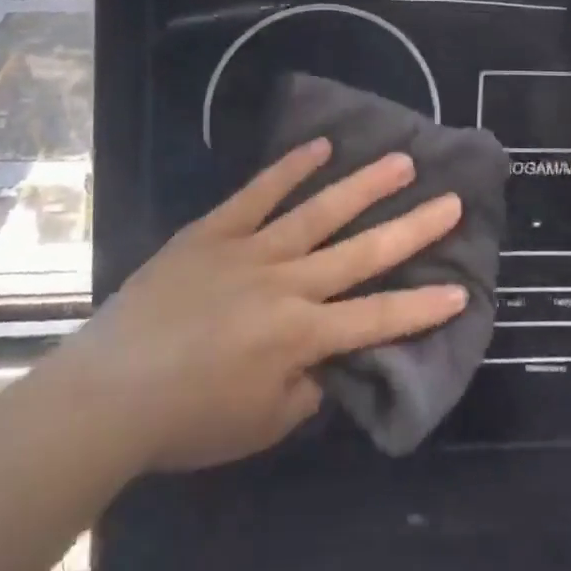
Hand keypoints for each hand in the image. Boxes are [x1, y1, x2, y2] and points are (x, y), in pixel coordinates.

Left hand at [75, 141, 466, 472]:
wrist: (108, 391)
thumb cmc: (188, 419)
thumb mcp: (262, 424)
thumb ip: (306, 389)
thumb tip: (331, 361)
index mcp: (301, 335)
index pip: (377, 319)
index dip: (422, 308)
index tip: (462, 290)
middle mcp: (287, 284)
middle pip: (361, 252)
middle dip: (412, 229)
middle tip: (450, 200)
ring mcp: (250, 249)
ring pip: (319, 211)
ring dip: (364, 186)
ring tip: (401, 161)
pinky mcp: (214, 230)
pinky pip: (257, 193)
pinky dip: (289, 168)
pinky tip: (320, 146)